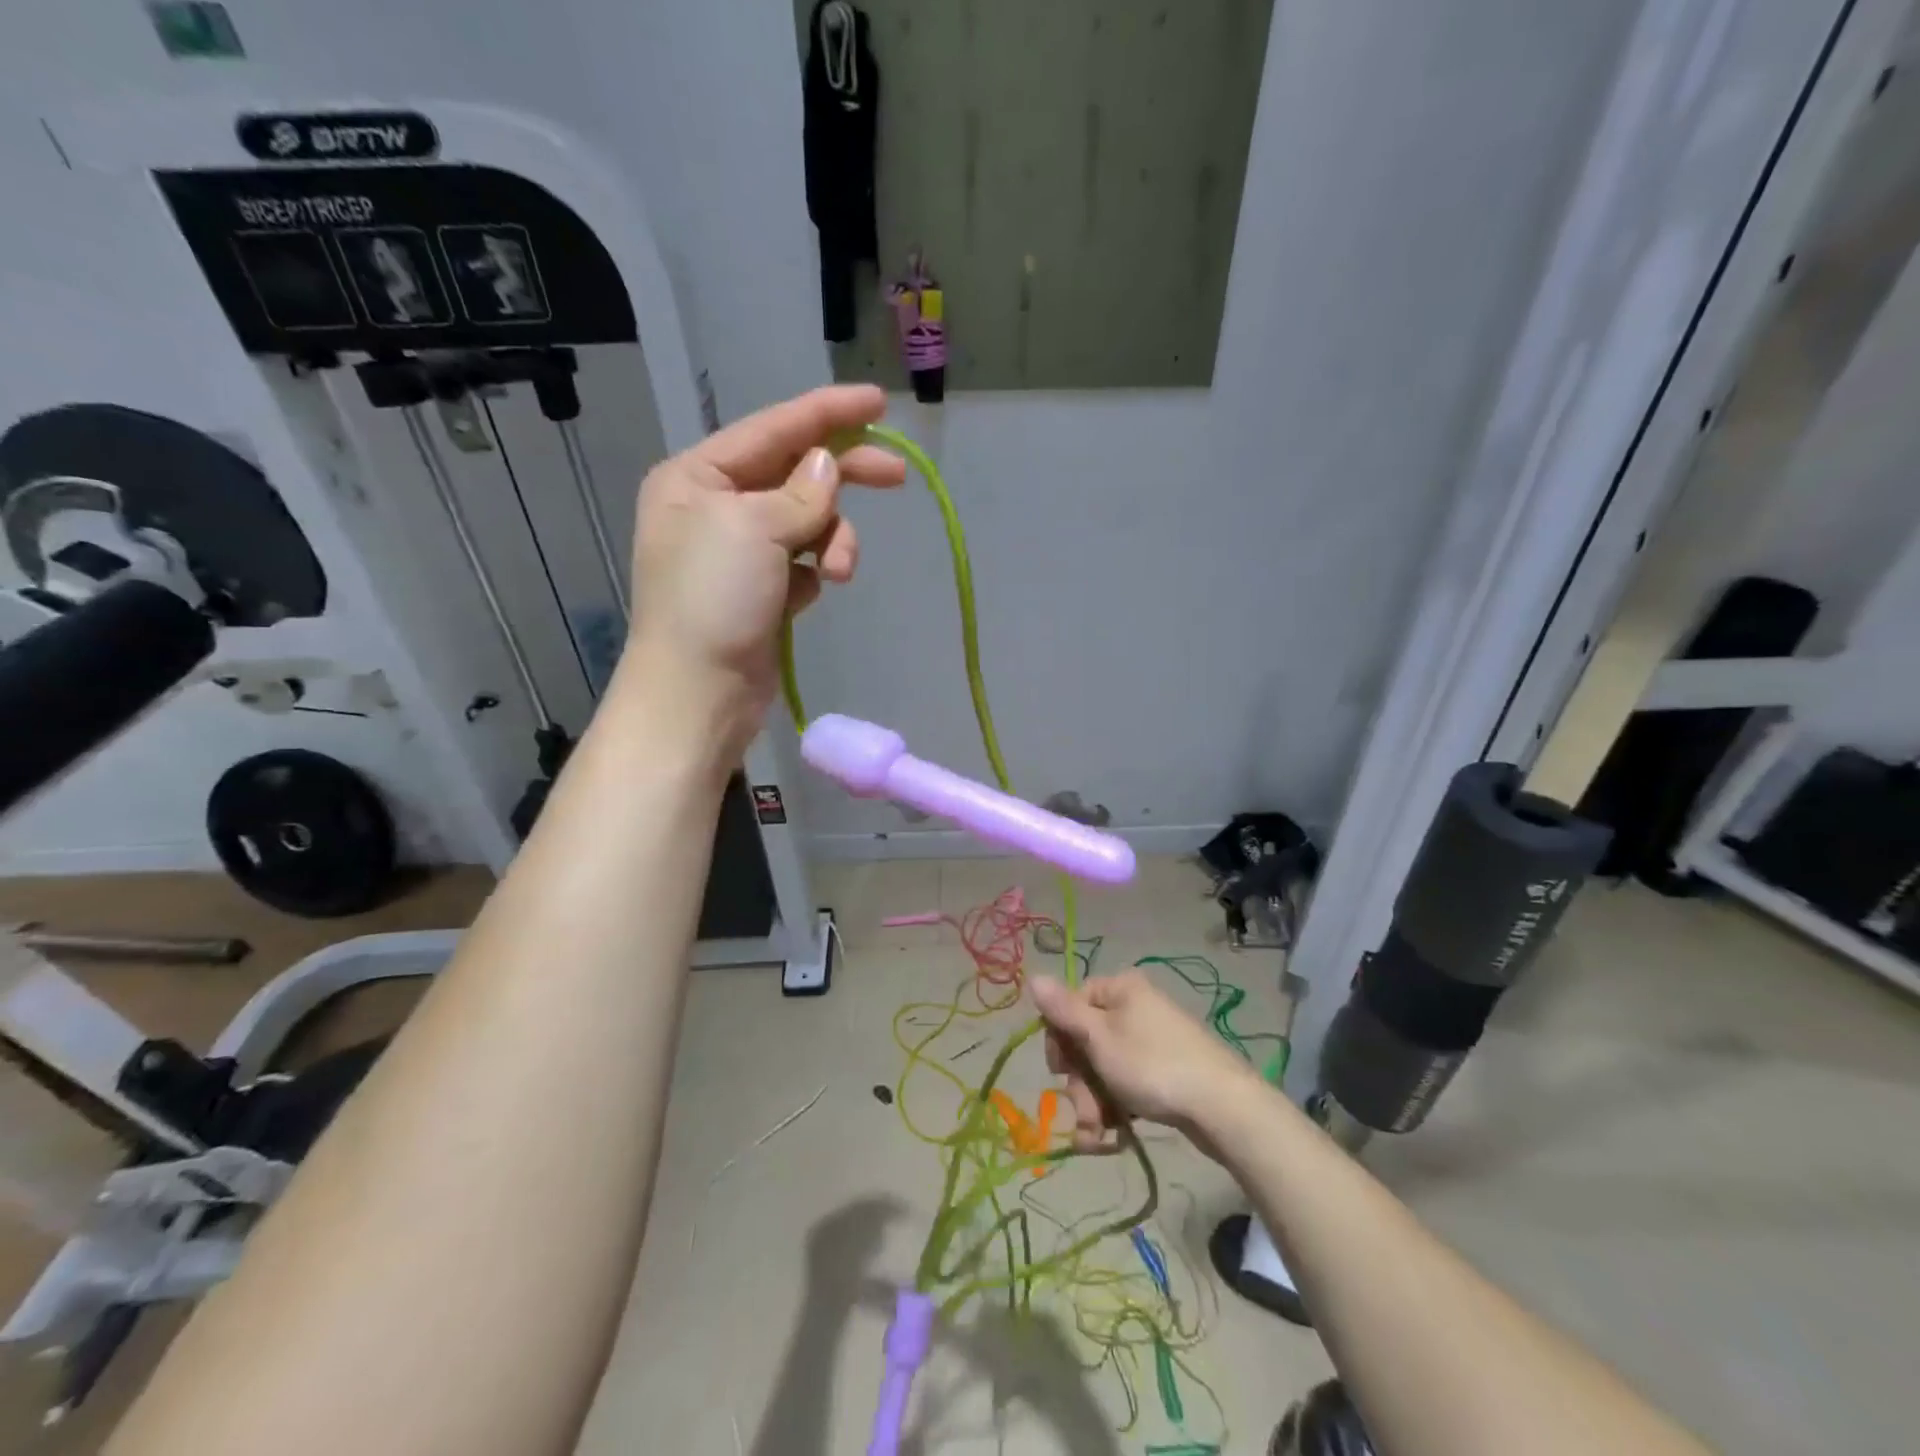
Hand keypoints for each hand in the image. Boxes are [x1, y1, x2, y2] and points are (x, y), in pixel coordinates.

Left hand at [619, 385, 905, 756]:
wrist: (698, 693)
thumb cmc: (712, 600)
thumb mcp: (754, 530)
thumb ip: (800, 493)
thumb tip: (827, 467)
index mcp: (697, 477)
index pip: (772, 429)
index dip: (827, 412)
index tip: (878, 402)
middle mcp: (715, 508)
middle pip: (795, 474)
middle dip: (843, 477)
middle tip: (897, 475)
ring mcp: (739, 553)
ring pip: (807, 523)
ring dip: (832, 541)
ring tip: (836, 573)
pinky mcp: (761, 592)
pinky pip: (804, 562)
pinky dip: (816, 570)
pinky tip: (811, 593)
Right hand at [1030, 971, 1258, 1155]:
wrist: (1223, 1107)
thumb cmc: (1152, 1065)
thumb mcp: (1099, 1038)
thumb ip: (1063, 1011)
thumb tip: (1032, 977)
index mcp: (1119, 989)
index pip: (1071, 1005)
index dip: (1060, 1040)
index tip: (1060, 1071)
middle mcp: (1134, 1007)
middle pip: (1086, 1042)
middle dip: (1079, 1084)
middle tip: (1085, 1112)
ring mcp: (1151, 1040)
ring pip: (1104, 1069)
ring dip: (1093, 1104)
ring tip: (1098, 1137)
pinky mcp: (1164, 1070)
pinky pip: (1127, 1083)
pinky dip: (1116, 1108)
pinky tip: (1113, 1136)